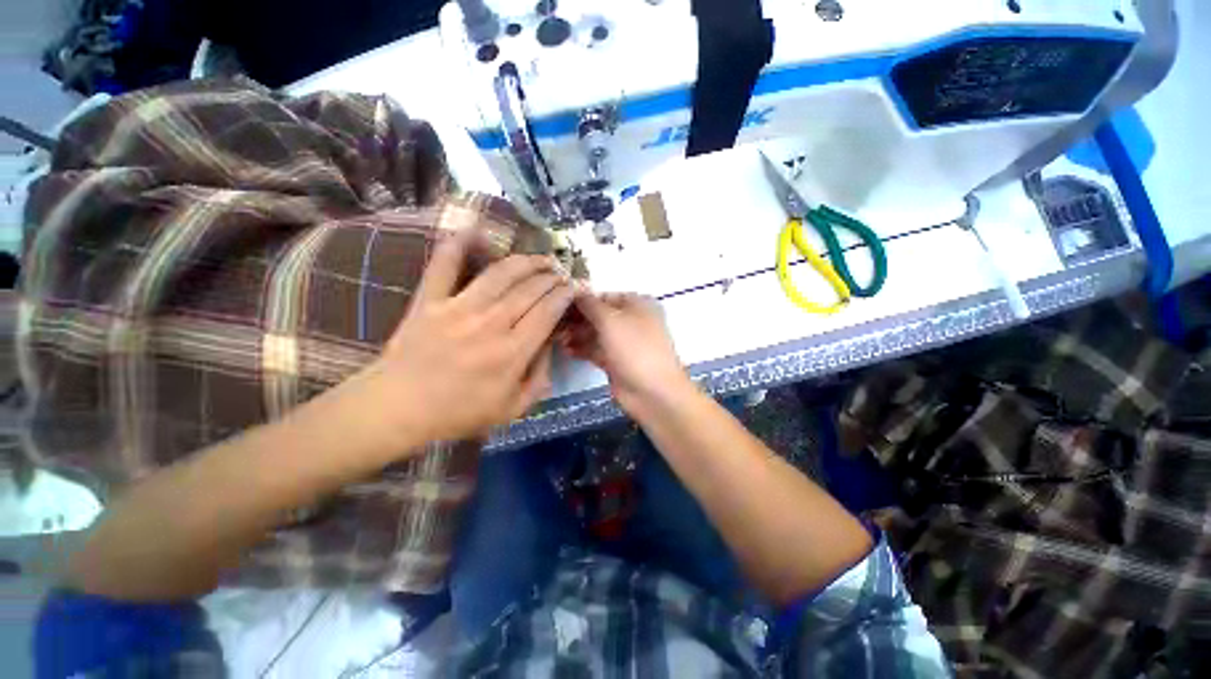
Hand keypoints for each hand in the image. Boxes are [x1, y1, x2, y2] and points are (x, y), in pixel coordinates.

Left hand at [359, 229, 573, 446]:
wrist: (398, 409)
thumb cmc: (459, 413)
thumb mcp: (513, 409)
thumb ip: (539, 378)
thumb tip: (550, 345)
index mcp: (513, 352)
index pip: (548, 311)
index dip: (565, 295)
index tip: (573, 287)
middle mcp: (491, 324)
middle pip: (530, 289)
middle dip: (552, 276)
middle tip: (561, 272)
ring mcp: (459, 308)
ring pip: (501, 274)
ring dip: (525, 261)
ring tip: (540, 258)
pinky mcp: (430, 300)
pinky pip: (444, 265)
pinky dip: (457, 245)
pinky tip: (474, 230)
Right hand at [560, 291, 689, 413]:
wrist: (652, 392)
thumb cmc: (634, 348)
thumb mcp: (611, 320)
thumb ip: (590, 304)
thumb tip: (575, 290)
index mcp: (638, 305)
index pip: (605, 296)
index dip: (583, 300)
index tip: (559, 303)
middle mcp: (632, 321)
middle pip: (600, 316)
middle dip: (578, 319)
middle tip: (556, 324)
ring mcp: (625, 343)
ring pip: (597, 334)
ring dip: (578, 335)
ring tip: (559, 338)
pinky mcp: (617, 362)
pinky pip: (597, 351)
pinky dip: (583, 349)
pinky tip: (567, 350)